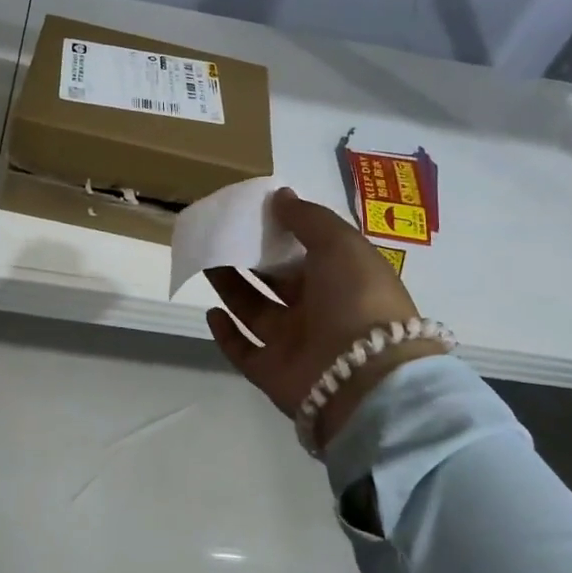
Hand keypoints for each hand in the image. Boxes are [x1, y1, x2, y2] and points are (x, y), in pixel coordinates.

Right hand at [205, 189, 447, 447]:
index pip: (307, 251)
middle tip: (220, 234)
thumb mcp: (340, 243)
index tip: (254, 212)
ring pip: (255, 310)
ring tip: (206, 260)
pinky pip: (243, 351)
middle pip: (277, 280)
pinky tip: (211, 311)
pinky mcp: (272, 373)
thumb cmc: (356, 298)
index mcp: (341, 278)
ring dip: (230, 286)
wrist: (365, 377)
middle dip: (250, 257)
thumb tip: (280, 195)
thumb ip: (307, 218)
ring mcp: (295, 344)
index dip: (283, 231)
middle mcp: (318, 310)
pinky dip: (225, 334)